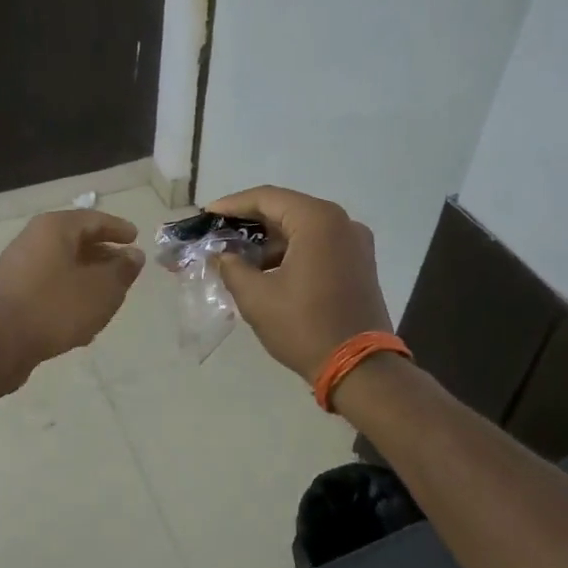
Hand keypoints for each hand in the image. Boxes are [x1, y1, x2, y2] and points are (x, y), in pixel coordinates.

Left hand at [0, 209, 144, 380]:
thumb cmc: (55, 308)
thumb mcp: (101, 290)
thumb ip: (122, 270)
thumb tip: (133, 255)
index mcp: (54, 228)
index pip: (94, 219)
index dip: (118, 229)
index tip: (136, 238)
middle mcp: (32, 238)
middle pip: (76, 240)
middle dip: (103, 254)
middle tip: (124, 268)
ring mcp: (18, 265)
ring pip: (62, 264)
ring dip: (86, 276)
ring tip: (108, 294)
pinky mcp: (10, 291)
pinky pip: (48, 283)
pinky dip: (68, 292)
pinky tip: (82, 316)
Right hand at [206, 186, 391, 382]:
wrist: (361, 369)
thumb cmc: (305, 327)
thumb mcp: (256, 297)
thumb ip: (232, 267)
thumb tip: (222, 255)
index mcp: (318, 220)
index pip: (266, 198)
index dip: (232, 204)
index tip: (206, 214)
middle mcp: (341, 222)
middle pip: (286, 209)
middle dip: (250, 221)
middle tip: (218, 232)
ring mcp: (355, 242)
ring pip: (302, 227)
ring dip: (270, 239)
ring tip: (237, 255)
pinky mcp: (359, 263)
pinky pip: (318, 243)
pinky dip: (291, 250)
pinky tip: (266, 268)